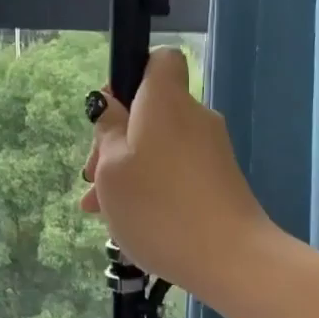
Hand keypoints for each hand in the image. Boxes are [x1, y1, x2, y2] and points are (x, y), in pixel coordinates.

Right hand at [80, 47, 272, 301]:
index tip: (109, 115)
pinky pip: (175, 171)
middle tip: (91, 180)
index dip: (131, 78)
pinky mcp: (219, 180)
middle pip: (150, 112)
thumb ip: (107, 131)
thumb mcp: (111, 169)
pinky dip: (152, 188)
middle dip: (115, 141)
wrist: (228, 257)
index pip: (159, 60)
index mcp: (166, 101)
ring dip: (127, 172)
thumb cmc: (158, 207)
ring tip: (101, 212)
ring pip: (158, 147)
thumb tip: (111, 106)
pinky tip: (131, 224)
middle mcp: (194, 116)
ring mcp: (210, 150)